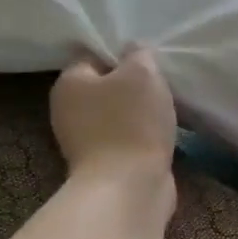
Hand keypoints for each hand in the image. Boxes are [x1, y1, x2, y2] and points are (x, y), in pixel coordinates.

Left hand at [50, 46, 177, 185]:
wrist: (129, 188)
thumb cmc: (131, 124)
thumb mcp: (142, 74)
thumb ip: (139, 55)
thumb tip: (134, 50)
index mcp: (69, 83)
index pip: (92, 56)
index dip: (122, 55)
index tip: (148, 61)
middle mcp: (69, 111)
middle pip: (106, 87)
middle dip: (133, 86)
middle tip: (162, 85)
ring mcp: (86, 142)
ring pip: (118, 115)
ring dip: (141, 114)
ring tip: (168, 110)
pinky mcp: (105, 165)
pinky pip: (127, 139)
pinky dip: (143, 137)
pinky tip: (163, 135)